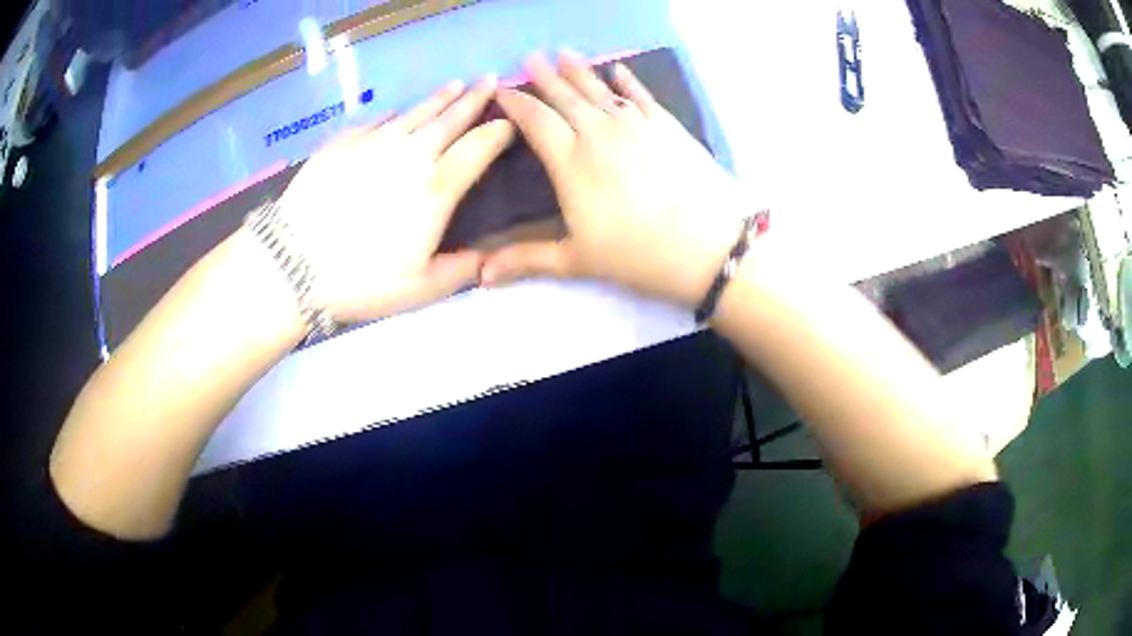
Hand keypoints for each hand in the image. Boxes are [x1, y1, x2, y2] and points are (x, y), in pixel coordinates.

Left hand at [276, 77, 513, 322]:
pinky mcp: (343, 141)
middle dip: (475, 97)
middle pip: (451, 118)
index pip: (480, 147)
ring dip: (439, 98)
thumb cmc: (361, 279)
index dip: (499, 131)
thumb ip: (461, 271)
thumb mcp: (419, 289)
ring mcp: (374, 142)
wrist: (293, 262)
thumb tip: (489, 259)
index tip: (511, 121)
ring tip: (455, 85)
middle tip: (490, 80)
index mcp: (437, 187)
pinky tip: (396, 114)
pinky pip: (376, 121)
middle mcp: (411, 154)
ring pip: (416, 112)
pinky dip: (393, 116)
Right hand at [481, 51, 748, 306]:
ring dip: (579, 70)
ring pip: (599, 90)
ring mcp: (636, 125)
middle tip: (531, 57)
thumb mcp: (578, 261)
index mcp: (570, 162)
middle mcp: (598, 133)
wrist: (709, 246)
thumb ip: (527, 259)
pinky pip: (640, 95)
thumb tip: (481, 276)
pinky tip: (618, 69)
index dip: (516, 103)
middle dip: (544, 77)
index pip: (535, 121)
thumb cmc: (638, 255)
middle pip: (565, 97)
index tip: (502, 89)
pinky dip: (627, 81)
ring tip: (563, 54)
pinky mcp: (667, 126)